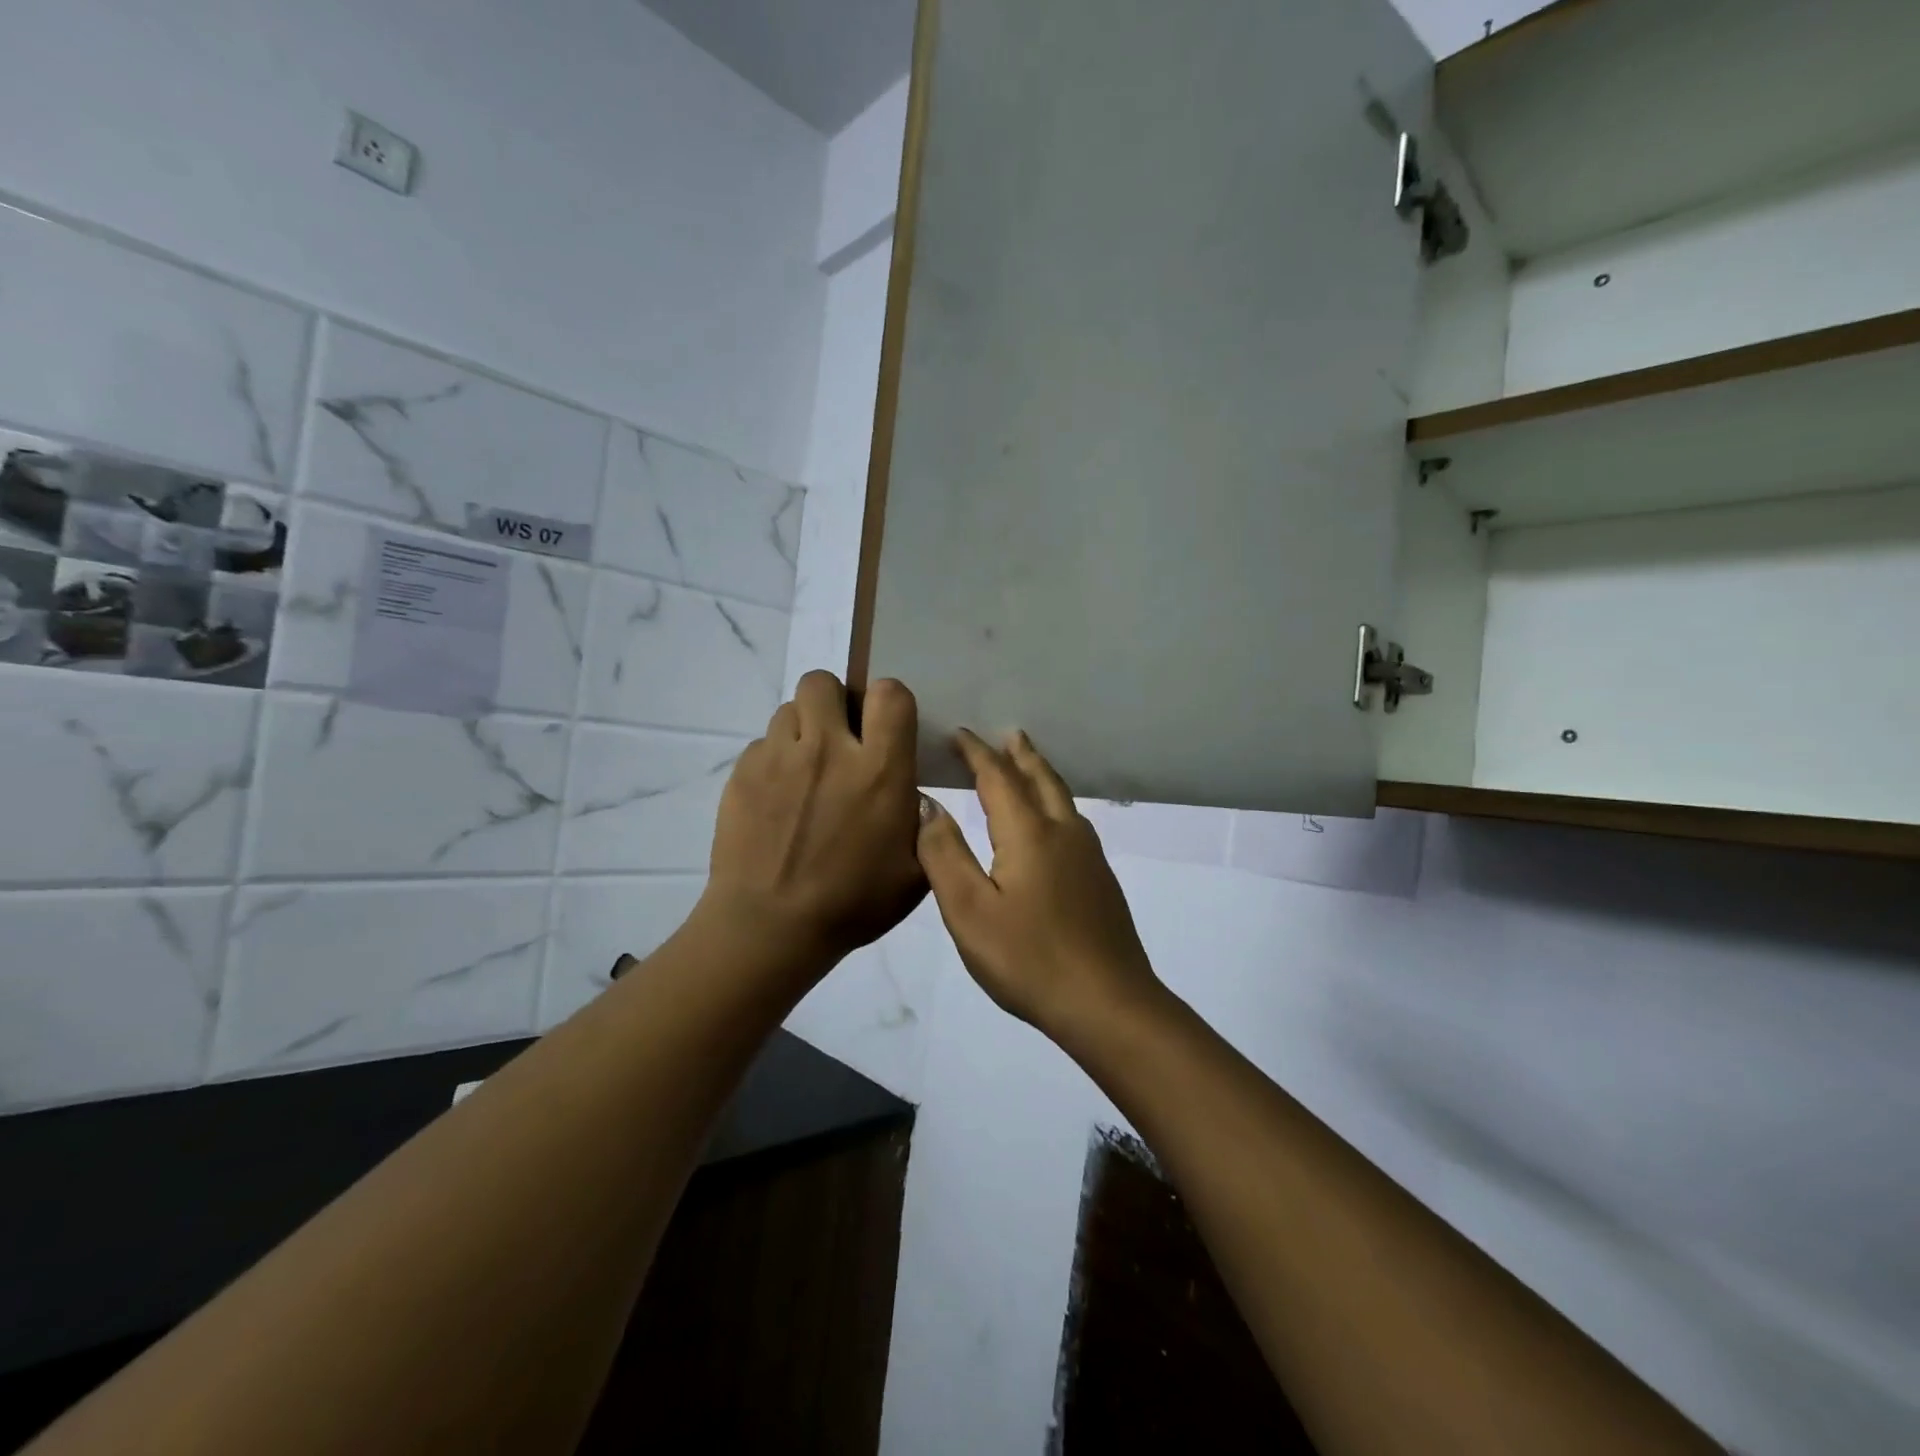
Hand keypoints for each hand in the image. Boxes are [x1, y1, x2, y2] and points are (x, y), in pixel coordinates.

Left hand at [701, 672, 926, 971]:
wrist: (770, 927)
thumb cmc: (852, 904)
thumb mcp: (914, 873)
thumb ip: (924, 826)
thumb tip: (912, 796)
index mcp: (878, 769)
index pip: (889, 693)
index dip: (890, 702)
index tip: (885, 728)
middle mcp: (827, 749)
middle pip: (824, 682)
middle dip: (835, 701)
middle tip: (840, 739)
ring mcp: (778, 758)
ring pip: (789, 710)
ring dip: (803, 730)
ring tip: (806, 769)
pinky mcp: (742, 773)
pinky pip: (762, 745)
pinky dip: (774, 760)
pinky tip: (777, 798)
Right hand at [915, 728, 1164, 1036]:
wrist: (1108, 1003)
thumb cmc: (1028, 959)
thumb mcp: (969, 911)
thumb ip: (944, 854)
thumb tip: (927, 804)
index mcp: (1029, 833)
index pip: (998, 777)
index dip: (976, 753)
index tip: (959, 734)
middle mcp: (1063, 832)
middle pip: (1040, 778)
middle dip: (1019, 754)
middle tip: (1006, 734)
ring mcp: (1088, 856)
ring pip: (1062, 798)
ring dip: (1040, 774)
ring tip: (1027, 764)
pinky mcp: (1100, 880)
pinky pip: (1072, 821)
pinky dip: (1054, 801)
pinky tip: (1052, 823)